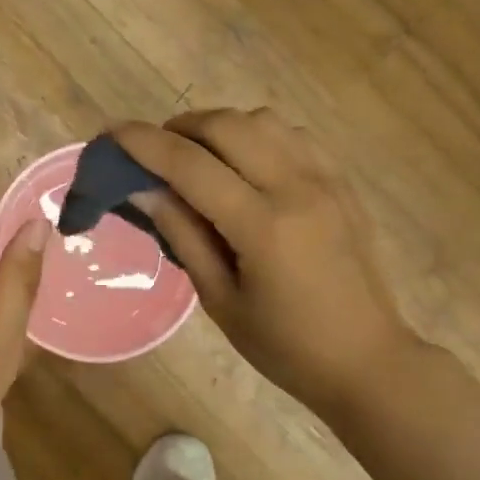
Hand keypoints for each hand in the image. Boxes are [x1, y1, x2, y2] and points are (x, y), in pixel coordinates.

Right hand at [114, 110, 415, 414]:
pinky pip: (293, 136)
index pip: (191, 165)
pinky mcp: (342, 183)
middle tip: (154, 151)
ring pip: (263, 120)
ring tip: (198, 156)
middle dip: (181, 127)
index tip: (112, 133)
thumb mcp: (221, 300)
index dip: (145, 144)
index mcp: (263, 225)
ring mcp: (327, 180)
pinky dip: (257, 136)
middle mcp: (297, 187)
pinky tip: (244, 165)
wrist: (367, 359)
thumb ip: (183, 235)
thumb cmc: (285, 346)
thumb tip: (143, 190)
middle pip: (228, 125)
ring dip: (220, 127)